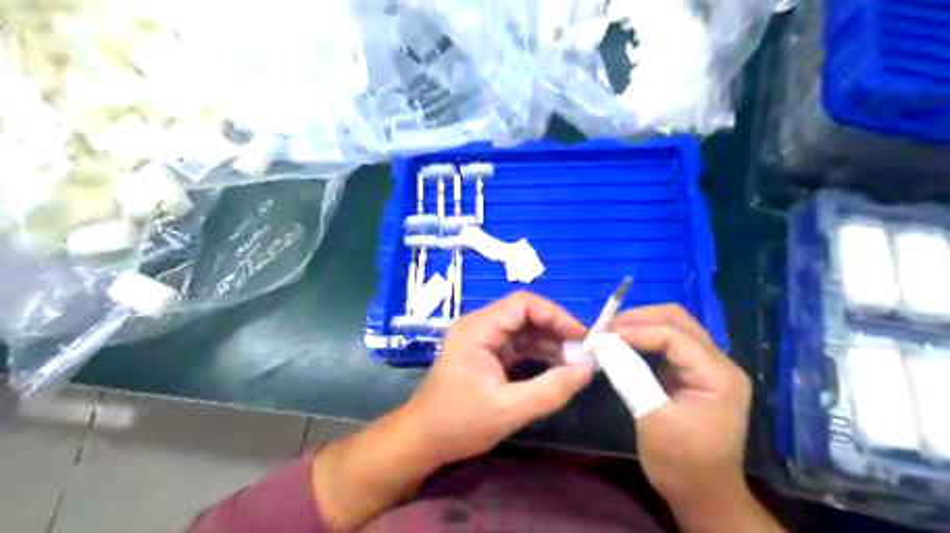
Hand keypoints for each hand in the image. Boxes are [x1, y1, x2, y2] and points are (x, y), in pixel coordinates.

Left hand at [402, 292, 591, 464]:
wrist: (422, 441)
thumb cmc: (458, 423)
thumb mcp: (509, 409)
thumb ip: (551, 389)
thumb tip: (588, 370)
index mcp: (478, 329)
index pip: (523, 303)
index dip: (555, 315)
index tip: (581, 336)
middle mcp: (479, 327)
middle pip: (524, 314)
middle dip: (555, 330)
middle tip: (582, 352)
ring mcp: (482, 340)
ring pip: (523, 330)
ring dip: (549, 342)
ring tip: (575, 362)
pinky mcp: (486, 355)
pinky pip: (518, 346)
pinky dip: (538, 354)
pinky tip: (557, 367)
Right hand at [608, 306, 758, 504]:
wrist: (704, 495)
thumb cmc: (681, 463)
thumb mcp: (651, 417)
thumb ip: (629, 374)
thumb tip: (602, 342)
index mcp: (718, 375)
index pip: (674, 335)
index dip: (636, 330)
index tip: (601, 336)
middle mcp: (720, 363)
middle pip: (678, 320)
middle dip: (639, 319)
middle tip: (606, 329)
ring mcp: (709, 367)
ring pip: (674, 327)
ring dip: (641, 326)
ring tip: (611, 334)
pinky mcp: (695, 374)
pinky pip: (670, 344)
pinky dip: (645, 339)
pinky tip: (625, 345)